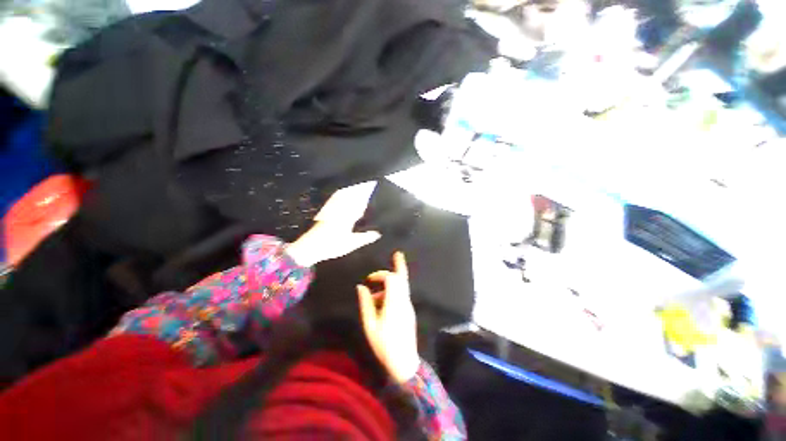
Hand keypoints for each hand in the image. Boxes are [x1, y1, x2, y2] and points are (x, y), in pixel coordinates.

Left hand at [286, 182, 380, 266]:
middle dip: (359, 191)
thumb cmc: (332, 245)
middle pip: (351, 198)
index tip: (372, 188)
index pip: (359, 204)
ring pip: (342, 198)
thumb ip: (365, 238)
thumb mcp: (351, 243)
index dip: (366, 196)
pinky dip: (338, 196)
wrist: (310, 247)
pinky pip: (333, 201)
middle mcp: (340, 211)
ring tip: (356, 187)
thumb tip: (377, 234)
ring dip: (350, 192)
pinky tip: (339, 195)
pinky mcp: (325, 213)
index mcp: (347, 217)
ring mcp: (331, 211)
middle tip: (366, 184)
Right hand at [357, 252, 420, 382]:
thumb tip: (361, 287)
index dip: (381, 274)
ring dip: (391, 282)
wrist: (404, 362)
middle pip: (403, 277)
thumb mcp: (370, 325)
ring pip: (403, 285)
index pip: (392, 279)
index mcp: (394, 303)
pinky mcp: (409, 310)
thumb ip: (366, 304)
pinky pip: (402, 294)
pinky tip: (382, 303)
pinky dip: (394, 290)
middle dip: (398, 265)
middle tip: (397, 254)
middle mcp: (403, 301)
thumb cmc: (384, 345)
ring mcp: (408, 305)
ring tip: (375, 295)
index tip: (369, 279)